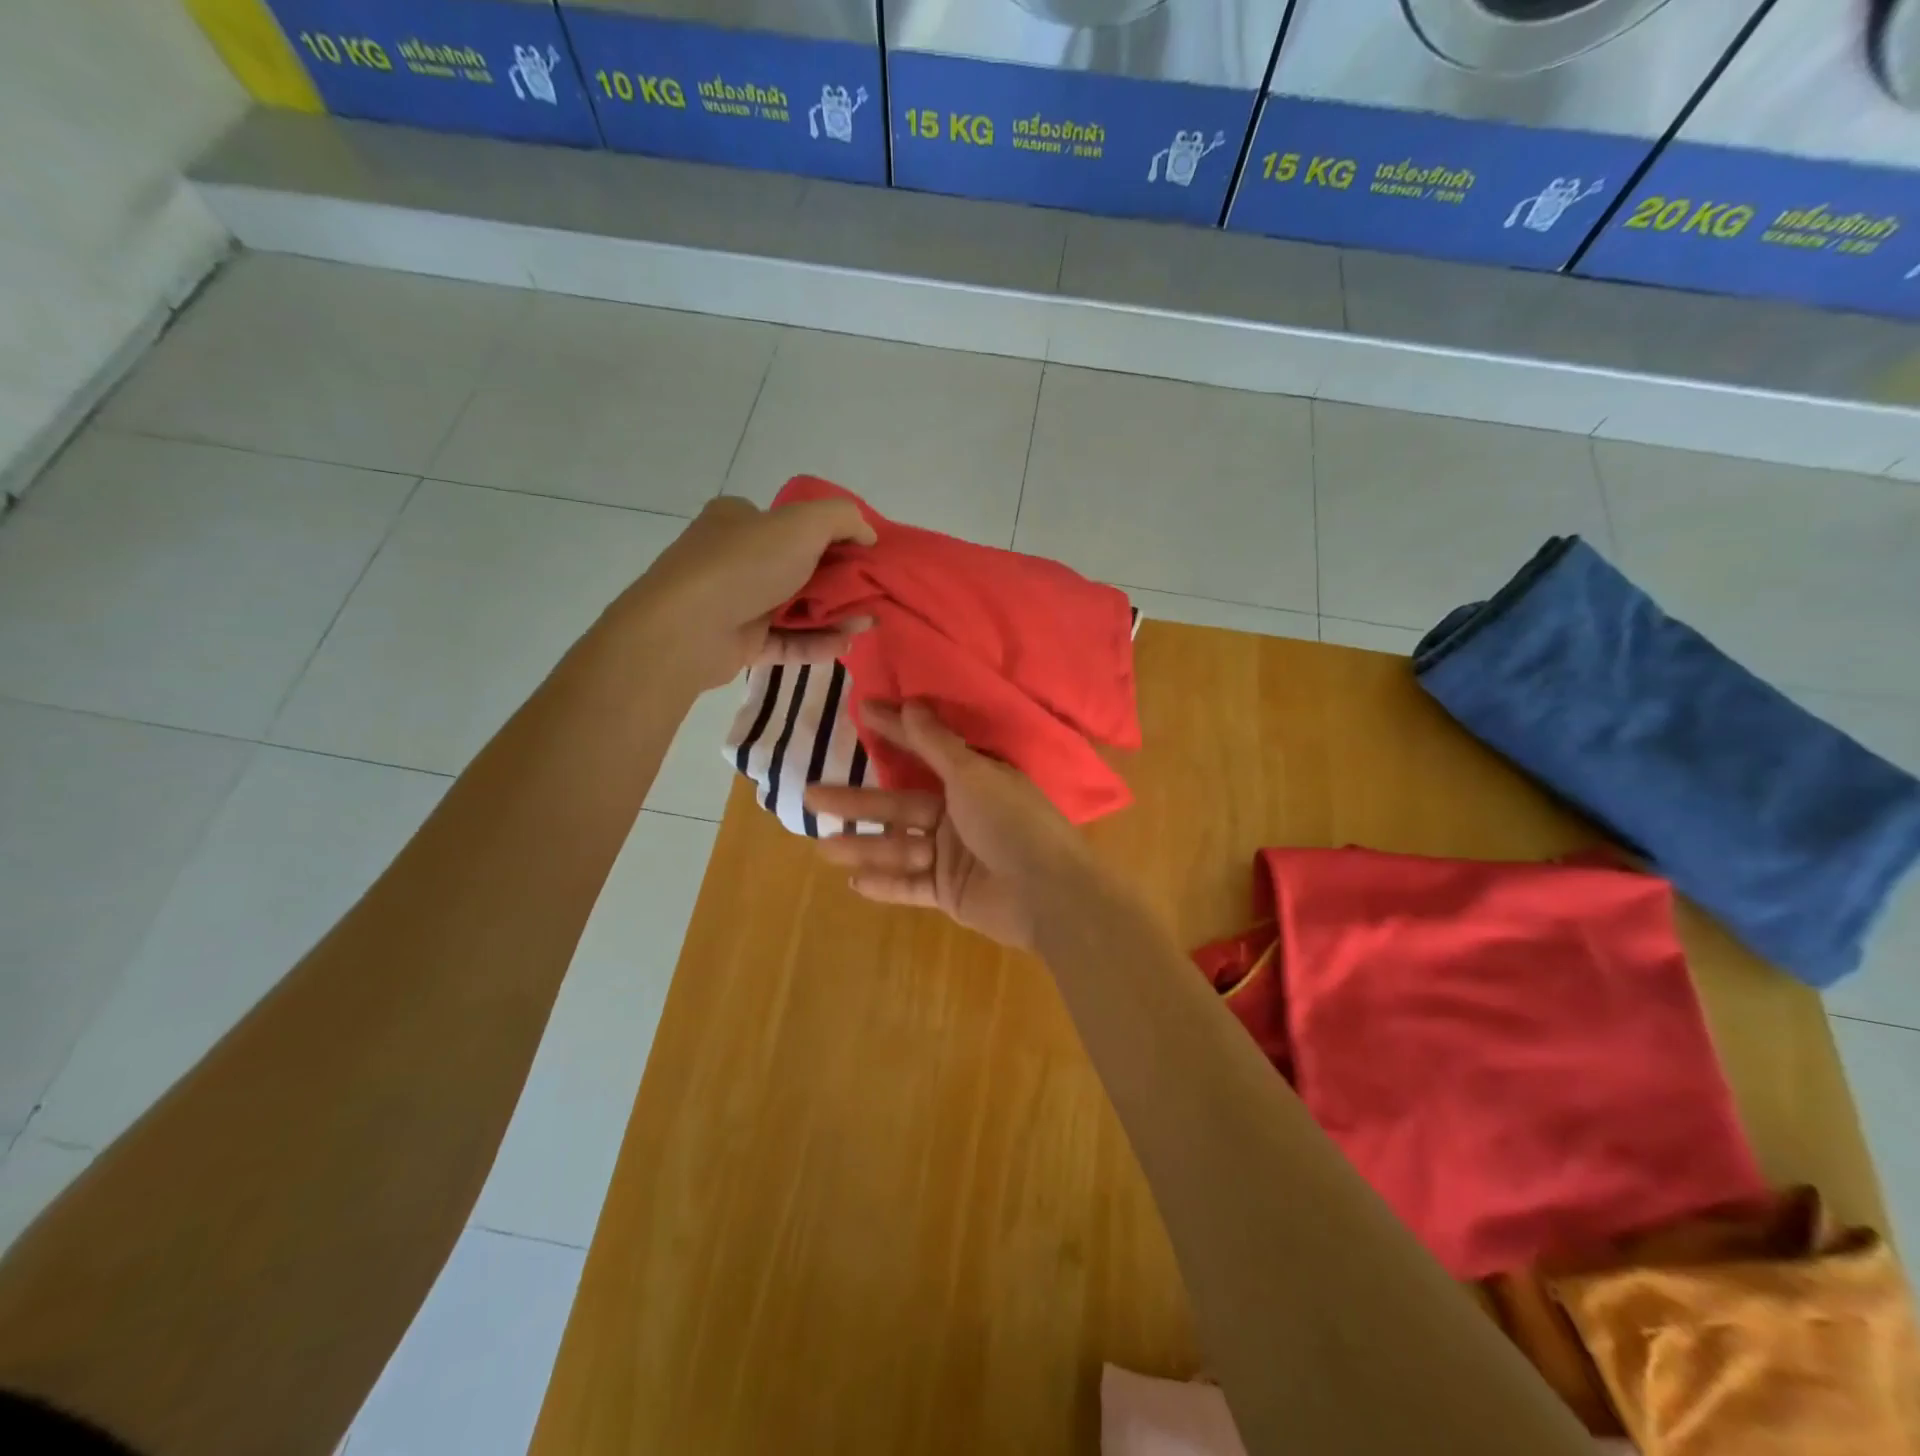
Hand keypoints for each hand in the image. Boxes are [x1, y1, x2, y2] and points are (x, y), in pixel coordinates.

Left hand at [619, 495, 877, 689]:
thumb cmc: (744, 565)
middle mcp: (735, 557)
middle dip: (840, 583)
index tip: (866, 555)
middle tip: (872, 594)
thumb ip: (843, 519)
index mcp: (740, 520)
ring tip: (867, 624)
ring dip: (833, 616)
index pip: (792, 523)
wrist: (687, 628)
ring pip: (795, 608)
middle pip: (799, 568)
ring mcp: (735, 602)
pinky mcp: (739, 642)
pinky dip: (815, 643)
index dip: (833, 537)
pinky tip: (845, 645)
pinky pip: (785, 641)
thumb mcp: (802, 523)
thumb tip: (868, 534)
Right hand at [804, 703, 1093, 950]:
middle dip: (857, 801)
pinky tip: (853, 883)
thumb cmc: (1011, 823)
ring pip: (899, 847)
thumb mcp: (973, 775)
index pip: (923, 751)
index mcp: (972, 781)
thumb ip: (936, 745)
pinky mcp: (949, 892)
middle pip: (899, 805)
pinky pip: (910, 886)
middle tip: (811, 795)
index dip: (893, 732)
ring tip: (823, 848)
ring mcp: (953, 855)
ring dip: (863, 847)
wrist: (1047, 894)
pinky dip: (885, 884)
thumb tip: (911, 703)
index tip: (861, 712)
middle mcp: (960, 814)